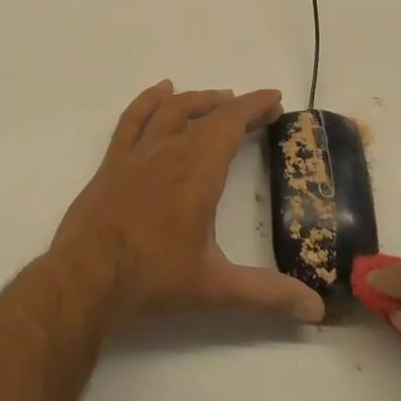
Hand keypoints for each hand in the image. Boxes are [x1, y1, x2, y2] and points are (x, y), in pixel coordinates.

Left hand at [51, 82, 325, 327]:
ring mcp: (138, 152)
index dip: (255, 106)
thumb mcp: (215, 288)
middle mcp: (170, 149)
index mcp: (198, 169)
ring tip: (219, 98)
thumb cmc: (153, 277)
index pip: (232, 122)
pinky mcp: (114, 161)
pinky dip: (150, 100)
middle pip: (207, 113)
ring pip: (172, 109)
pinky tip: (161, 91)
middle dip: (236, 107)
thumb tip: (315, 309)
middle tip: (257, 111)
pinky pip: (134, 118)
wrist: (86, 277)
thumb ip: (266, 294)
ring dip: (200, 100)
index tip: (275, 101)